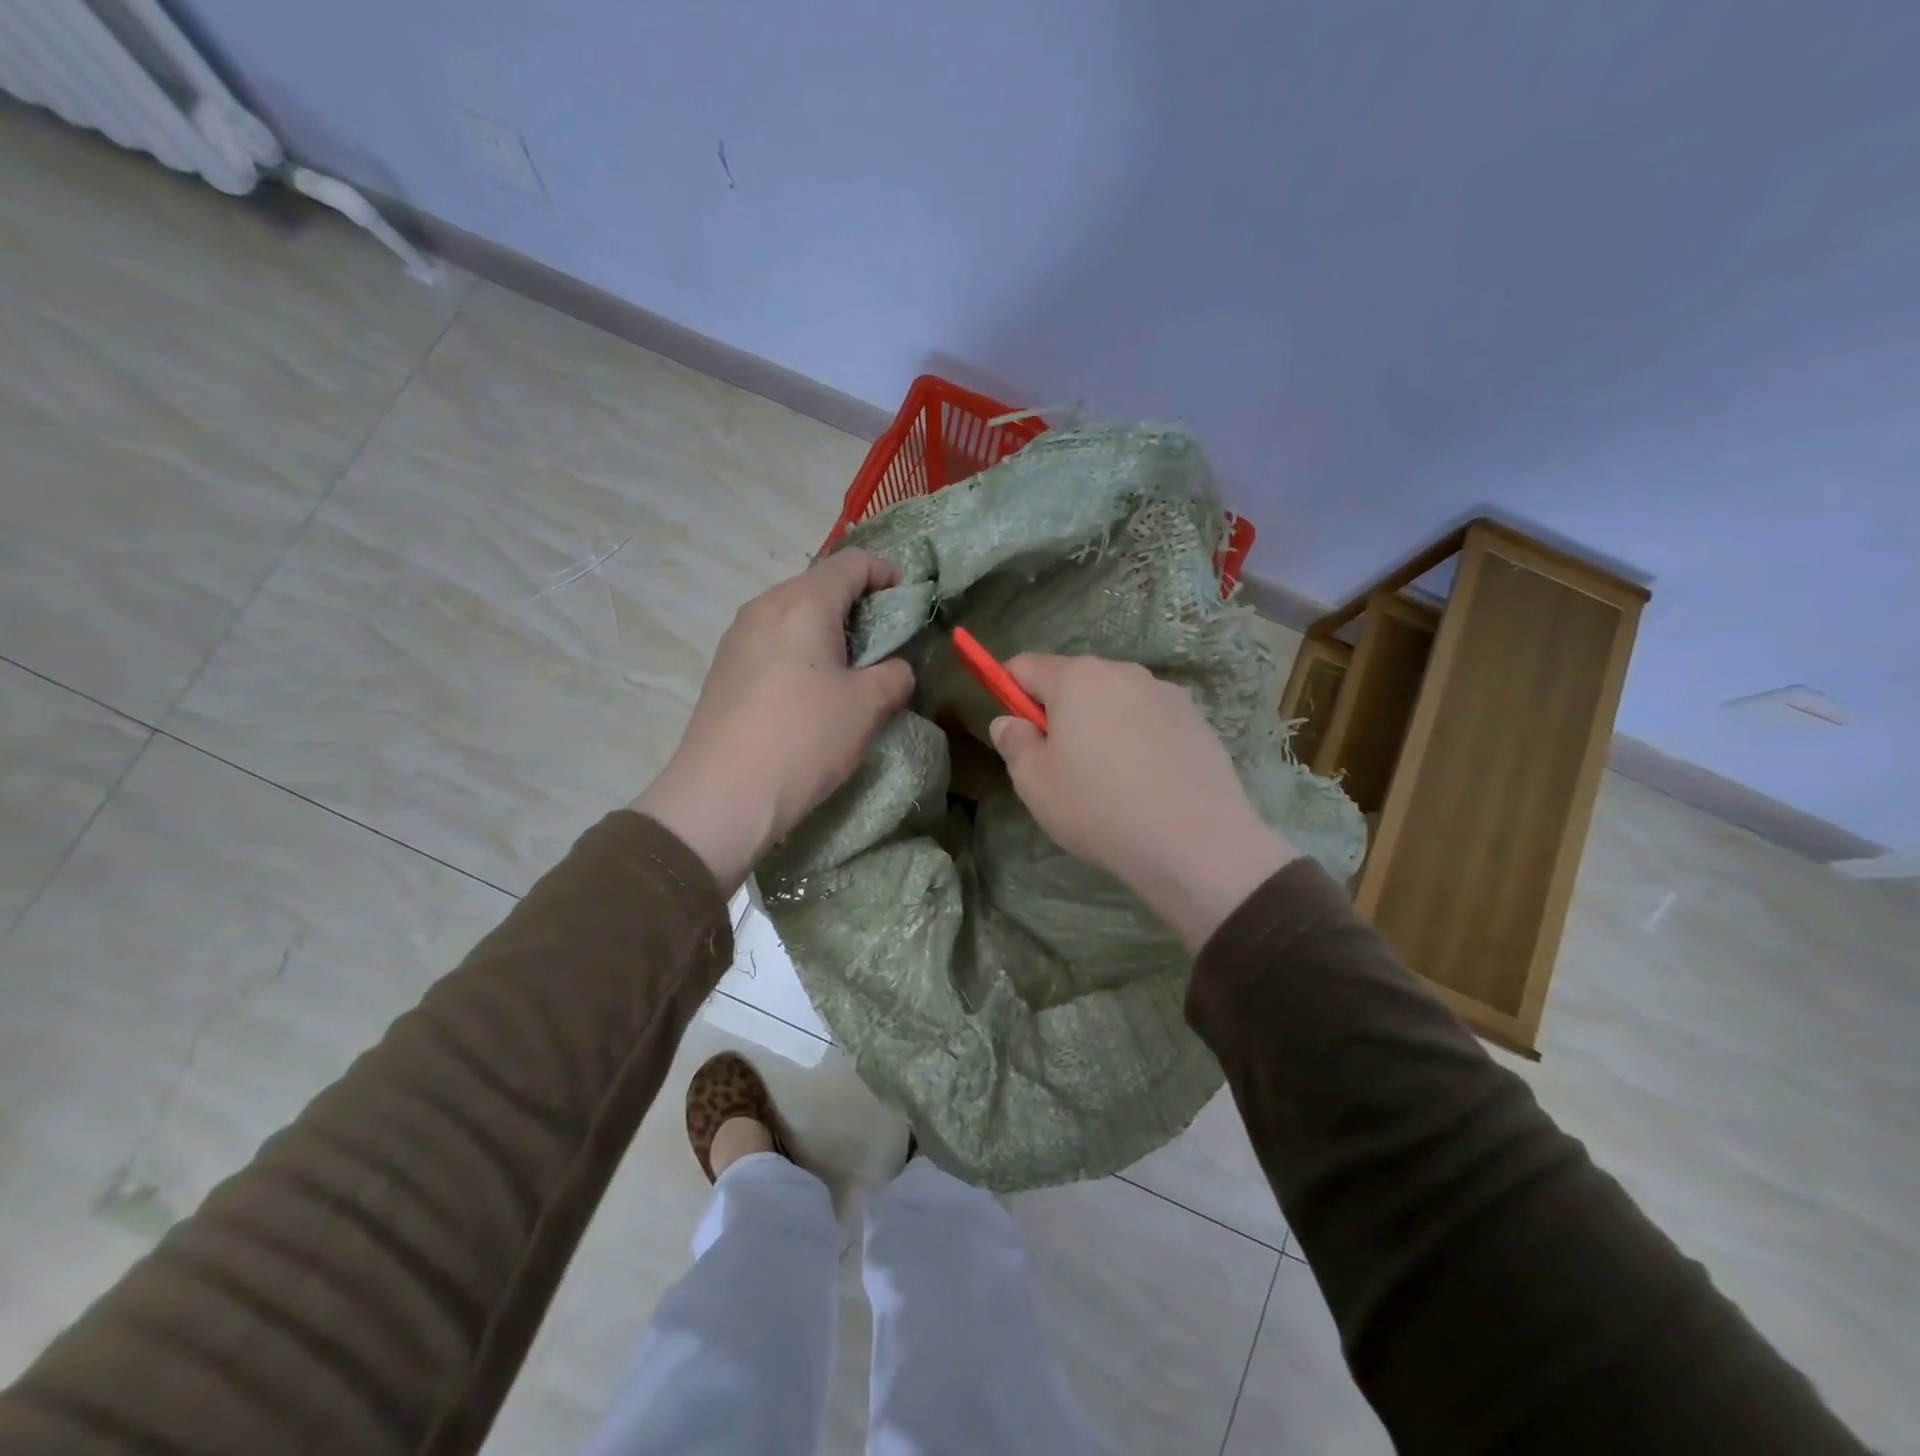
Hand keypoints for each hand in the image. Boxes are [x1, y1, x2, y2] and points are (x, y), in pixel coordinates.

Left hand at [633, 551, 913, 890]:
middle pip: (820, 585)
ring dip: (829, 632)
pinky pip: (774, 642)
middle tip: (887, 644)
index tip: (910, 602)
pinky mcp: (725, 668)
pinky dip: (802, 652)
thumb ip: (895, 674)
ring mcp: (738, 636)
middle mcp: (765, 606)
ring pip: (795, 615)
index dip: (888, 574)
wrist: (721, 796)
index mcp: (803, 602)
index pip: (853, 563)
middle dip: (859, 606)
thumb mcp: (869, 706)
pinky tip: (813, 693)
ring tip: (852, 672)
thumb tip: (894, 668)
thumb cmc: (805, 739)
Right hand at [988, 655, 1299, 950]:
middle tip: (1061, 765)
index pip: (1024, 665)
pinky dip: (1138, 739)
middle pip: (1073, 680)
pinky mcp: (1196, 719)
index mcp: (1077, 678)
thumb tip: (1009, 721)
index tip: (1015, 729)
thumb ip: (1014, 743)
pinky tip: (1146, 782)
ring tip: (1110, 779)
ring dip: (1101, 724)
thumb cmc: (1098, 808)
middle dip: (1059, 711)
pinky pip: (1149, 719)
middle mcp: (1123, 672)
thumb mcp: (1034, 783)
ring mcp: (1165, 693)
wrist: (1197, 843)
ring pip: (1115, 700)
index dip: (1008, 690)